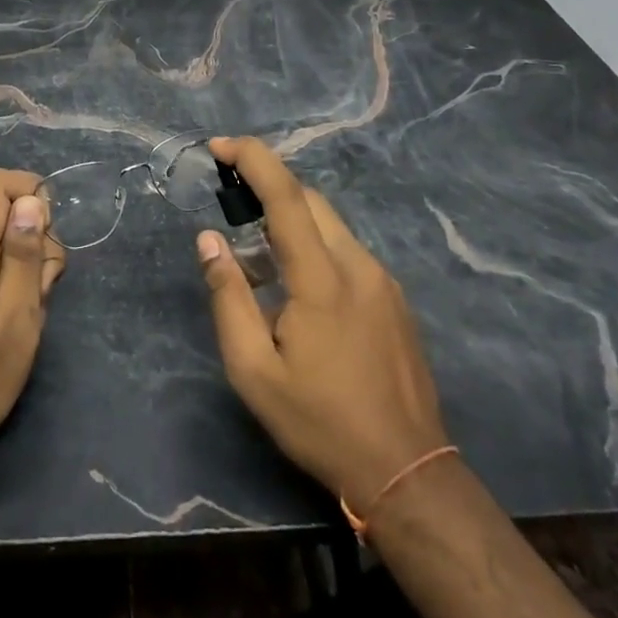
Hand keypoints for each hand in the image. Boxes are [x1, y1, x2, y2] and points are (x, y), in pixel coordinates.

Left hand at [0, 169, 64, 472]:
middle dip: (35, 241)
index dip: (32, 193)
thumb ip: (24, 257)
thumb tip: (32, 200)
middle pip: (3, 212)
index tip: (51, 238)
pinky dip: (5, 279)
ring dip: (23, 266)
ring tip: (25, 317)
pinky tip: (7, 321)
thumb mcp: (16, 323)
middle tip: (41, 295)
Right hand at [198, 136, 449, 511]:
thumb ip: (228, 297)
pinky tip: (295, 286)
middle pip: (309, 200)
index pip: (286, 196)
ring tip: (256, 255)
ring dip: (289, 220)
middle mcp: (358, 265)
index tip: (219, 145)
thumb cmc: (320, 422)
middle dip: (267, 185)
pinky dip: (313, 244)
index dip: (253, 159)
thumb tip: (209, 239)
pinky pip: (346, 249)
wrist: (408, 472)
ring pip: (329, 224)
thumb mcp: (254, 371)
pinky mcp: (393, 297)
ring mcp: (382, 280)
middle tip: (229, 200)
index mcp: (322, 279)